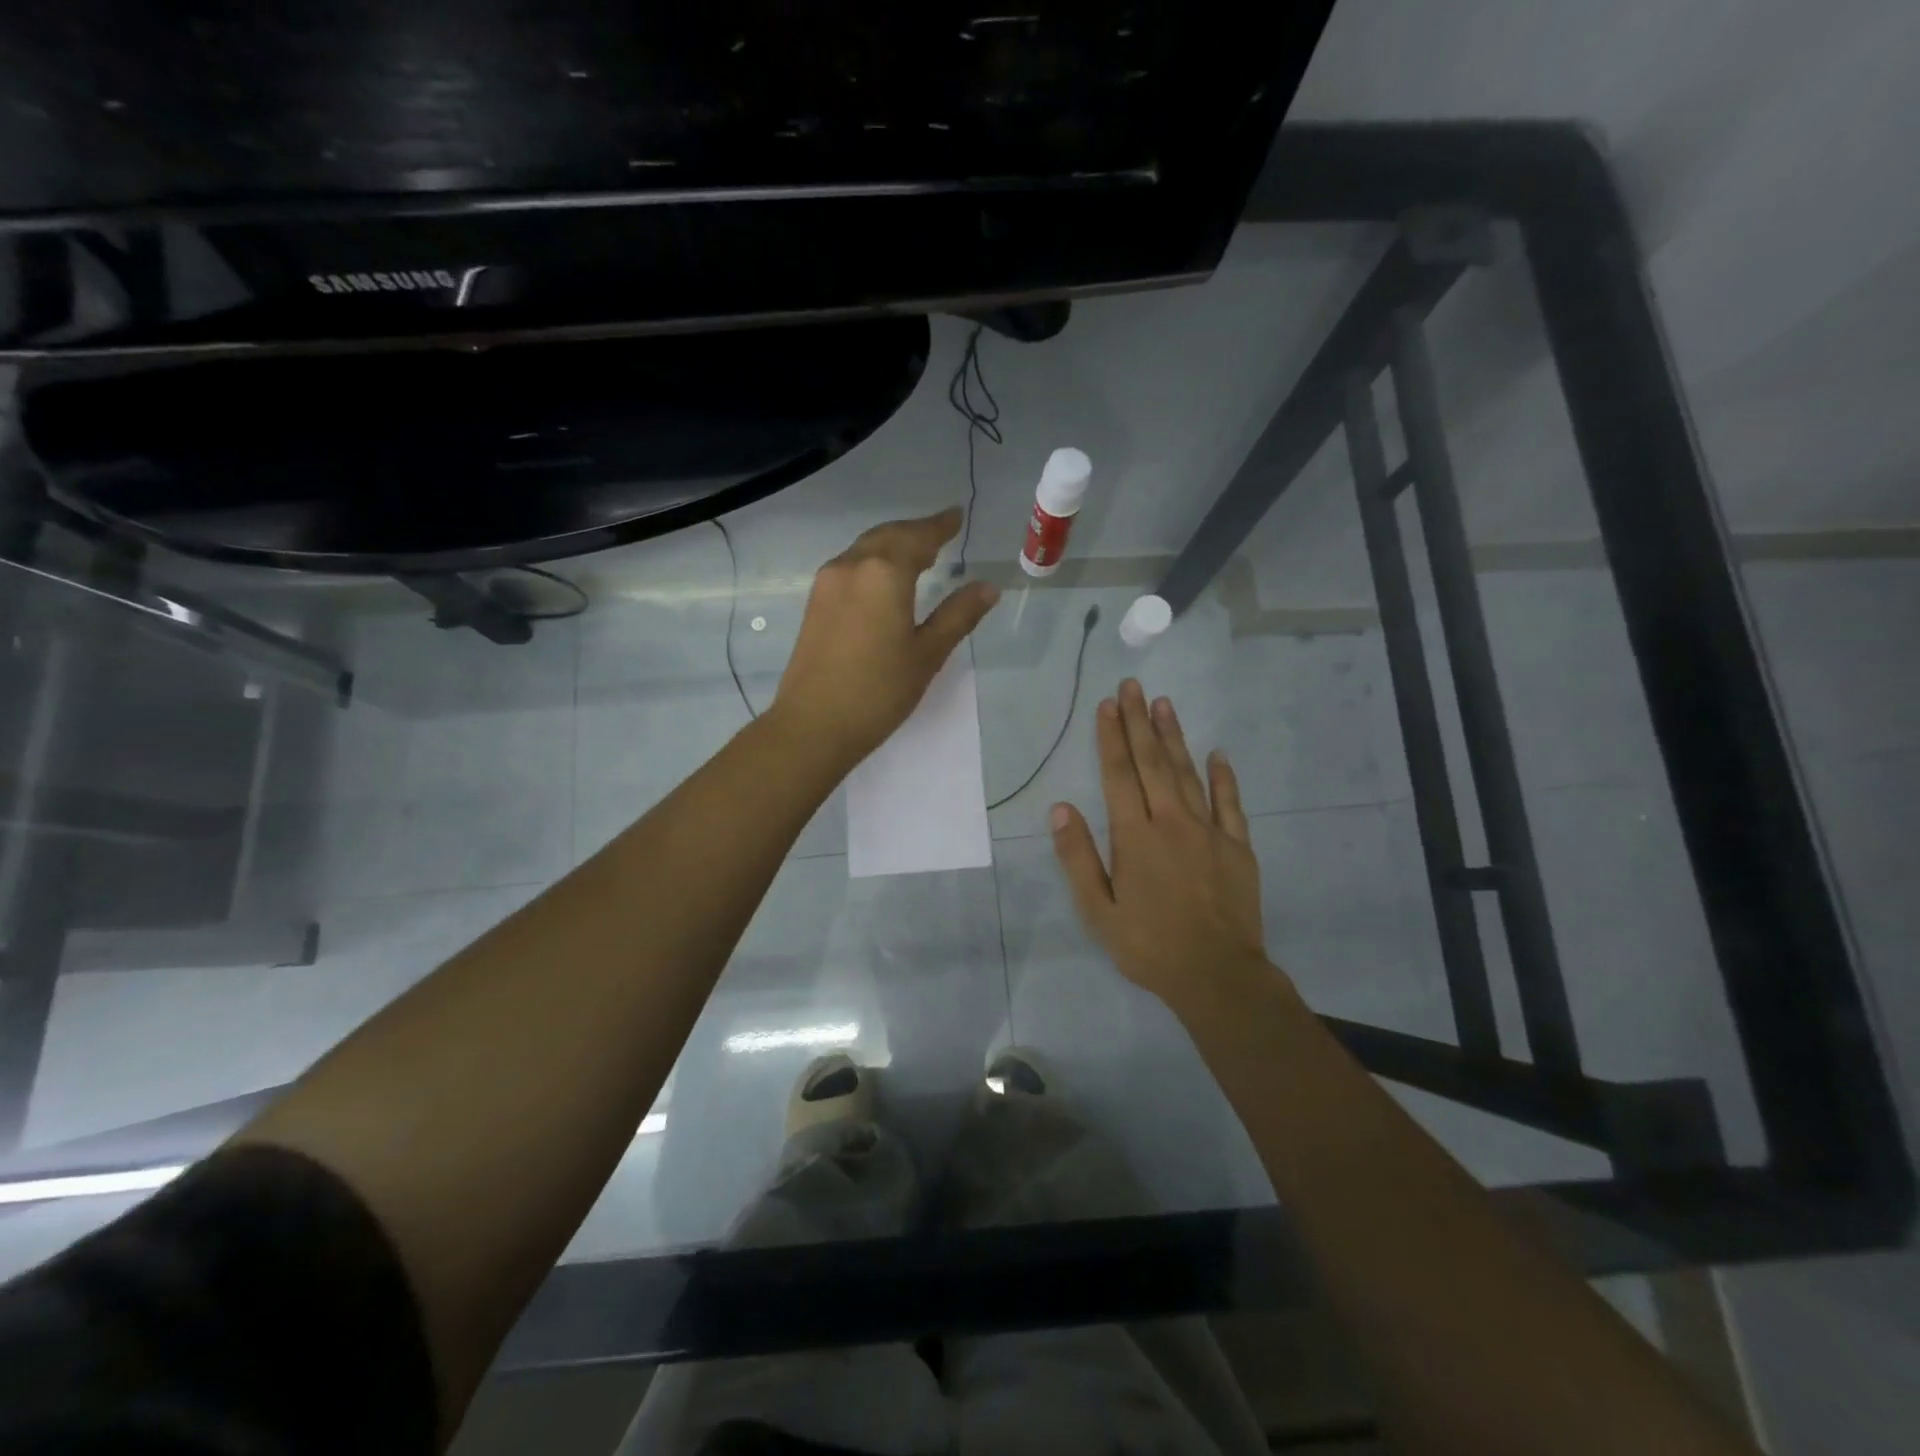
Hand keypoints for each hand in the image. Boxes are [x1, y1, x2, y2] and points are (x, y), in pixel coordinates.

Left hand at [774, 508, 999, 769]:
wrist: (814, 725)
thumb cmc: (879, 691)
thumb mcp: (927, 654)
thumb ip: (958, 615)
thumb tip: (987, 587)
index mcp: (884, 573)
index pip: (918, 537)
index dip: (940, 526)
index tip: (956, 516)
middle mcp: (851, 566)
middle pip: (888, 536)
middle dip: (916, 532)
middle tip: (941, 533)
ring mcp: (827, 583)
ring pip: (865, 549)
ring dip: (892, 545)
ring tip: (918, 555)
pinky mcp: (815, 603)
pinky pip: (850, 566)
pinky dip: (873, 562)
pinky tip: (885, 580)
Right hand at [1050, 679, 1278, 1021]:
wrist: (1217, 975)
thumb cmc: (1149, 945)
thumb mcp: (1098, 911)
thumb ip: (1078, 857)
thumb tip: (1060, 808)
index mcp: (1134, 837)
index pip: (1118, 775)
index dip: (1110, 738)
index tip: (1107, 704)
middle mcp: (1171, 822)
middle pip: (1153, 763)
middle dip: (1139, 722)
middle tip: (1133, 686)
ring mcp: (1209, 831)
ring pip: (1188, 773)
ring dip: (1175, 736)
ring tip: (1164, 703)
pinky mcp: (1238, 846)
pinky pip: (1230, 803)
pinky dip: (1223, 777)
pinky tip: (1217, 754)